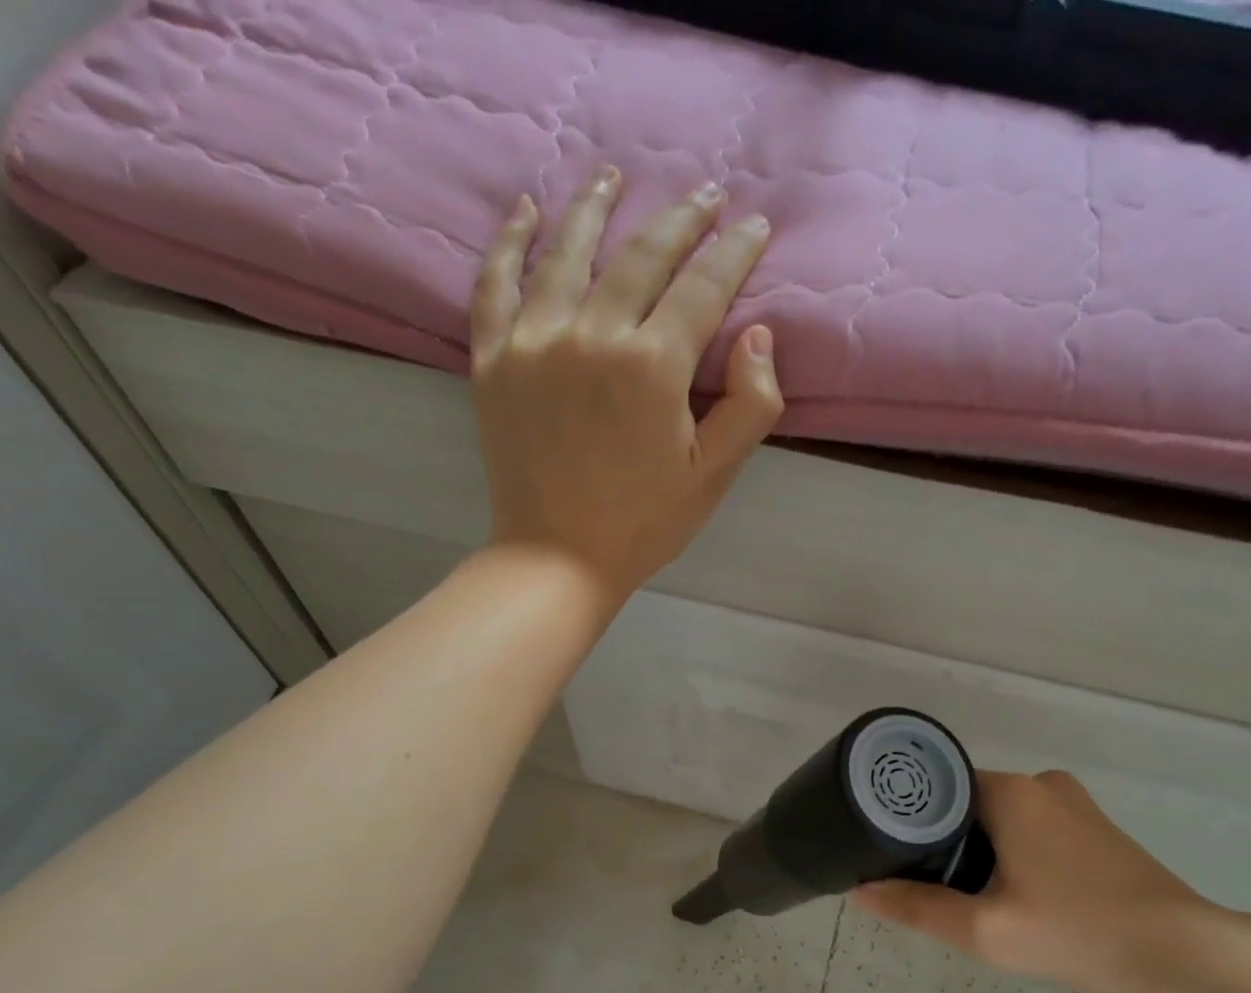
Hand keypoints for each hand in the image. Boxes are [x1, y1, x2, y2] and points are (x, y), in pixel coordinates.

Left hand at [469, 167, 782, 606]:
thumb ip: (751, 405)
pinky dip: (510, 240)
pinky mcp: (492, 359)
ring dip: (596, 205)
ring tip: (613, 176)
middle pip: (642, 254)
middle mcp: (592, 334)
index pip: (703, 286)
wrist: (558, 558)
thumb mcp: (714, 476)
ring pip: (567, 249)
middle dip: (682, 218)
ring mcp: (534, 341)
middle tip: (706, 195)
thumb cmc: (644, 524)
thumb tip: (758, 334)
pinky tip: (526, 210)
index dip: (734, 251)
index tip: (754, 225)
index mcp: (653, 366)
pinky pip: (495, 282)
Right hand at [852, 770, 1219, 992]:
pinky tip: (1015, 895)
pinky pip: (1031, 828)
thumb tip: (860, 891)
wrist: (1182, 953)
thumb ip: (917, 907)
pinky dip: (1011, 852)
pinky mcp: (1094, 826)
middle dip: (943, 843)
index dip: (908, 822)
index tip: (891, 856)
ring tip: (967, 897)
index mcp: (1011, 792)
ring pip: (1000, 818)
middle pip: (966, 803)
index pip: (936, 789)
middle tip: (927, 888)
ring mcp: (1073, 803)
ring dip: (979, 850)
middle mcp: (1041, 783)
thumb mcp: (984, 930)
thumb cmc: (1077, 932)